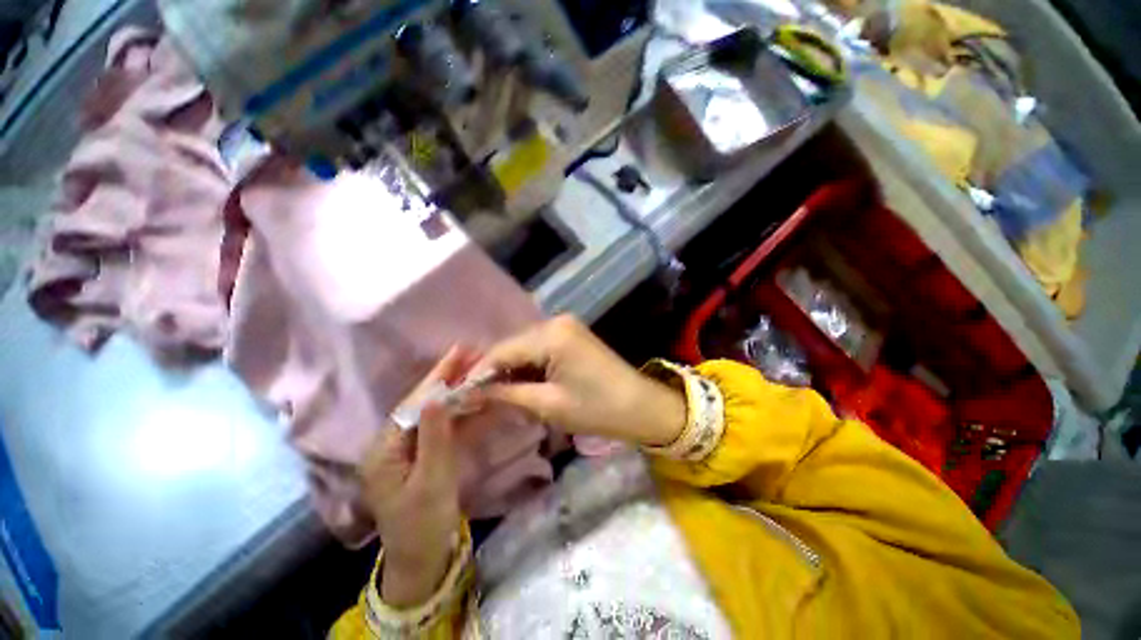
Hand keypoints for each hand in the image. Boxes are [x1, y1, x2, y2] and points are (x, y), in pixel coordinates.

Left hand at [359, 346, 477, 606]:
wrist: (421, 558)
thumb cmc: (422, 523)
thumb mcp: (431, 481)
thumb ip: (434, 438)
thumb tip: (437, 398)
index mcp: (385, 448)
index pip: (415, 402)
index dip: (439, 376)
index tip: (460, 351)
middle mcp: (393, 441)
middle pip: (422, 401)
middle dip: (447, 376)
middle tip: (470, 352)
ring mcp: (408, 447)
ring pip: (433, 410)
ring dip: (454, 388)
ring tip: (474, 367)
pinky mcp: (422, 453)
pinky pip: (441, 424)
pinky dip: (458, 408)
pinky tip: (472, 395)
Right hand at [472, 316, 685, 446]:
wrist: (642, 407)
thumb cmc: (597, 409)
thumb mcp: (548, 404)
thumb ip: (508, 394)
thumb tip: (473, 392)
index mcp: (551, 334)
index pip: (503, 350)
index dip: (480, 372)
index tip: (461, 393)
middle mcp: (556, 322)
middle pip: (513, 346)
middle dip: (495, 371)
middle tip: (477, 397)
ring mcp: (566, 327)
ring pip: (526, 348)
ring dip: (512, 370)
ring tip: (496, 395)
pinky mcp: (572, 336)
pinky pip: (541, 349)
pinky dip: (529, 367)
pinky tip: (521, 385)